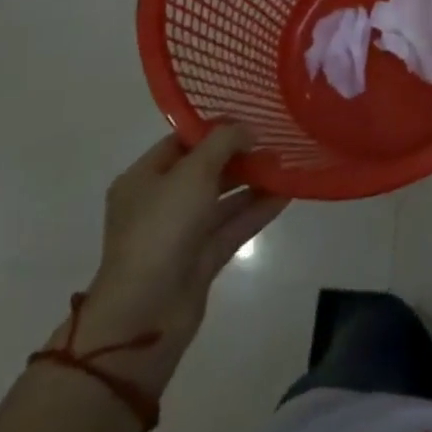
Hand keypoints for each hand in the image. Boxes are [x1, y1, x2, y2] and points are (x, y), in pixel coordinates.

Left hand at [60, 127, 286, 394]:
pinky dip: (257, 210)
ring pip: (222, 199)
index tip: (251, 118)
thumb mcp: (193, 172)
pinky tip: (287, 194)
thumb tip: (248, 130)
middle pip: (204, 170)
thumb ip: (223, 142)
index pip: (181, 142)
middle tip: (276, 140)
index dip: (215, 128)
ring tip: (287, 163)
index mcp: (143, 179)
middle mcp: (160, 203)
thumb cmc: (161, 230)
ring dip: (252, 182)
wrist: (146, 313)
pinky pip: (233, 226)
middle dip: (239, 155)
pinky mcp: (201, 259)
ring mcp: (181, 233)